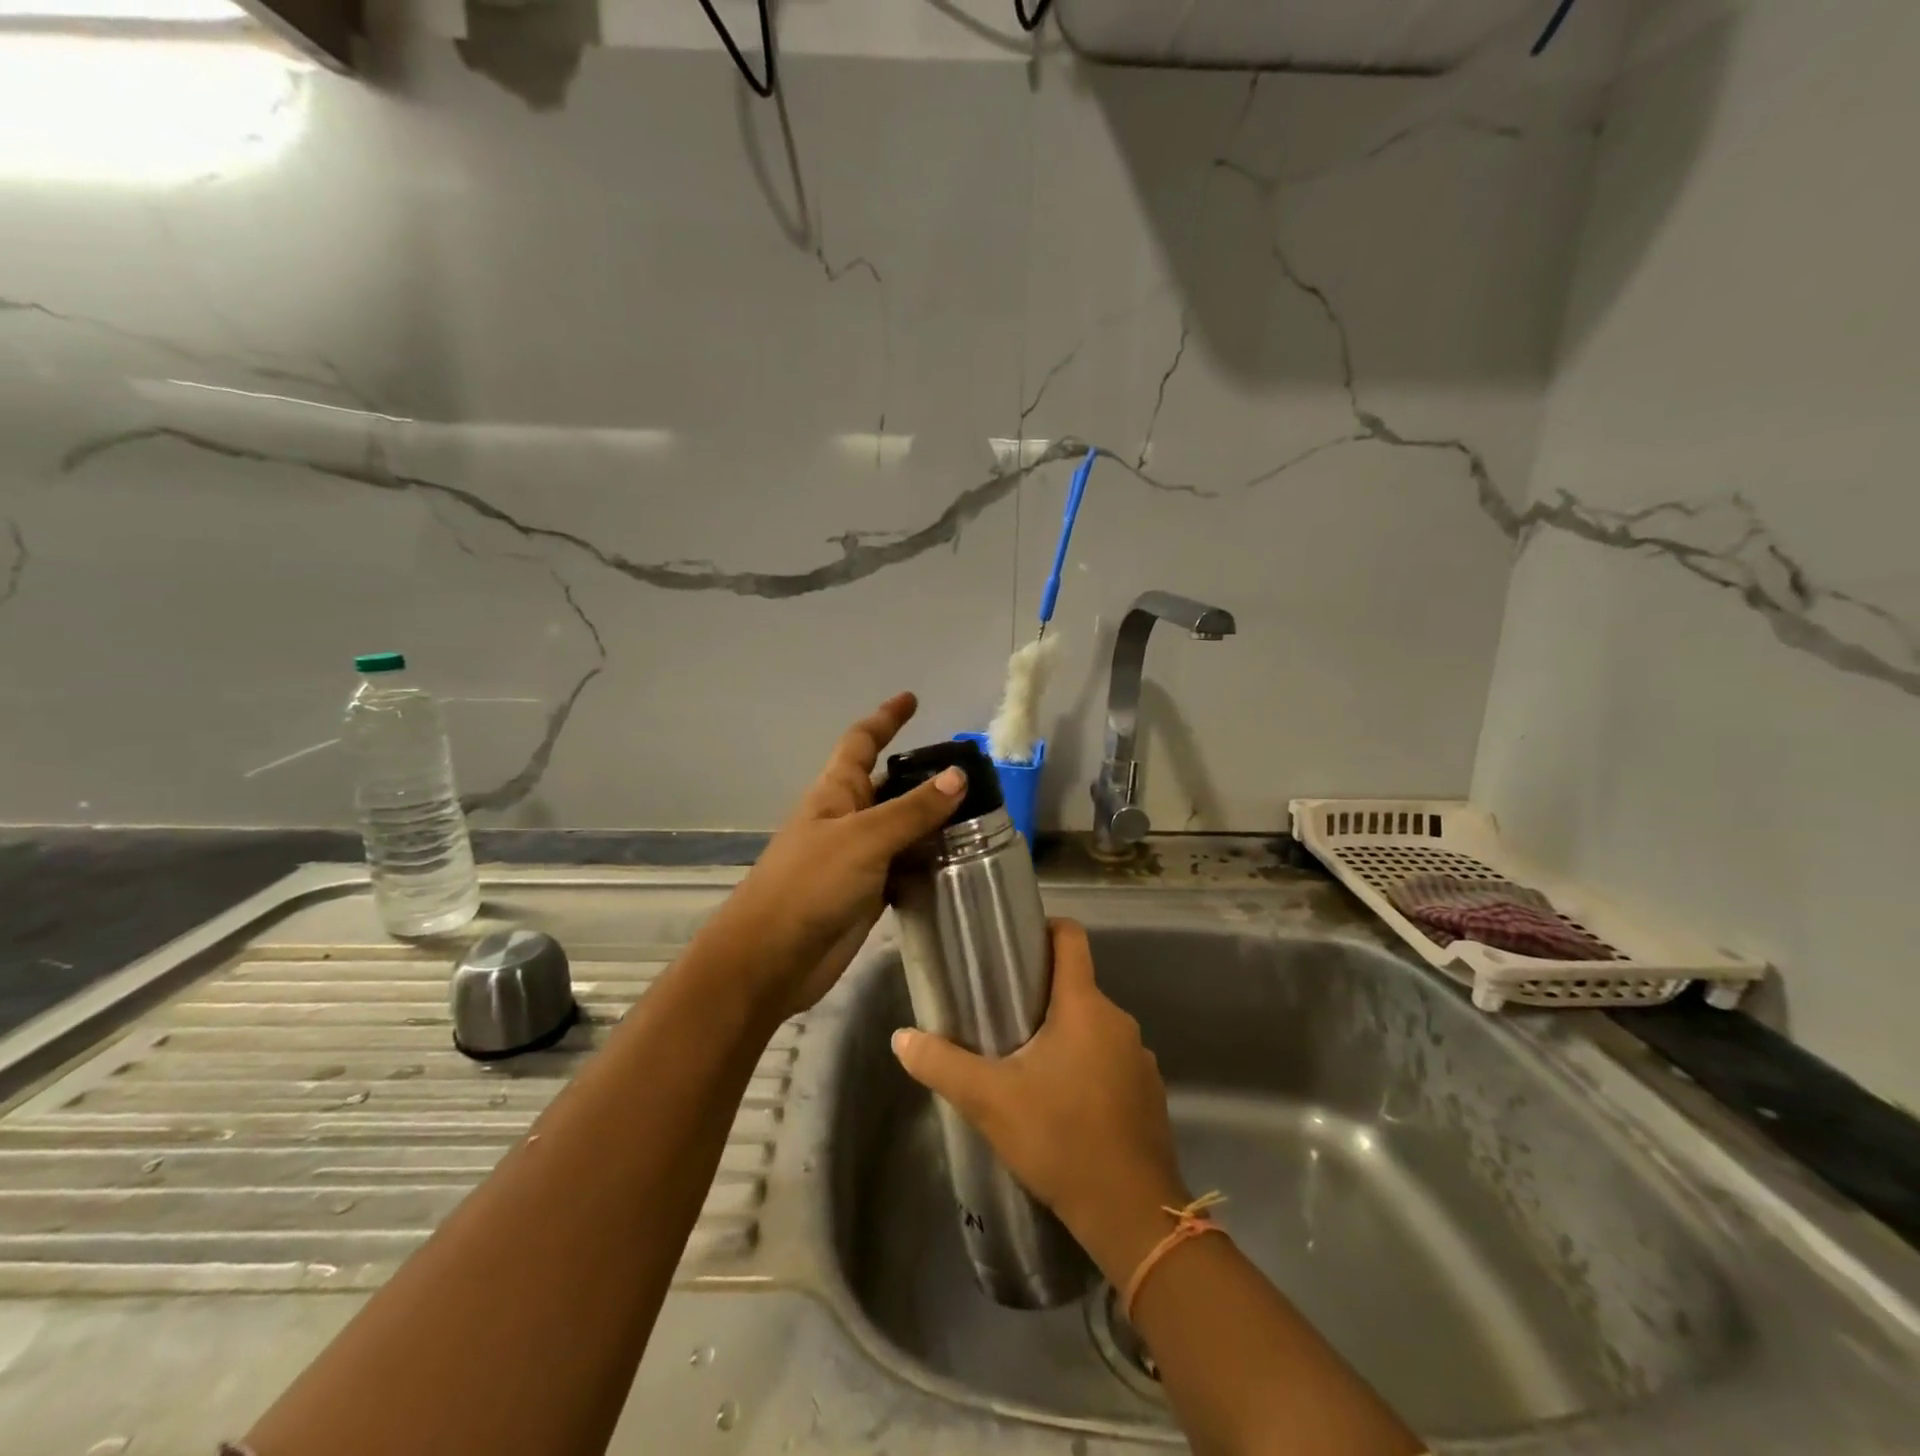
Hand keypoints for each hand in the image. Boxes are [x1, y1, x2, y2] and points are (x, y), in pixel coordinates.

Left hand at [708, 692, 964, 1017]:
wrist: (772, 958)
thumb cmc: (809, 884)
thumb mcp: (863, 838)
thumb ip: (912, 810)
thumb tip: (958, 776)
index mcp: (835, 792)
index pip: (862, 742)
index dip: (885, 719)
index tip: (911, 699)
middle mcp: (847, 819)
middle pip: (889, 785)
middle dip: (922, 775)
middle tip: (971, 772)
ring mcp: (857, 858)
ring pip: (902, 829)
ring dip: (933, 822)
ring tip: (981, 817)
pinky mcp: (868, 893)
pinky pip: (904, 867)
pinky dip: (928, 863)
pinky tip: (959, 864)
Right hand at [891, 919, 1190, 1283]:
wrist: (1132, 1213)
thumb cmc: (1060, 1138)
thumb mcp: (989, 1101)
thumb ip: (942, 1064)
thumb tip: (901, 1037)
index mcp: (1084, 1005)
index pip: (1071, 938)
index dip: (1045, 929)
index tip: (1016, 943)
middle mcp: (1118, 1020)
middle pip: (1077, 986)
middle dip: (1042, 996)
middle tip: (1002, 1018)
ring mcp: (1140, 1057)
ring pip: (1094, 1027)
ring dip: (1065, 1036)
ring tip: (1028, 1065)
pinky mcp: (1149, 1092)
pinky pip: (1112, 1061)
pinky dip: (1089, 1068)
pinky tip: (1065, 1105)